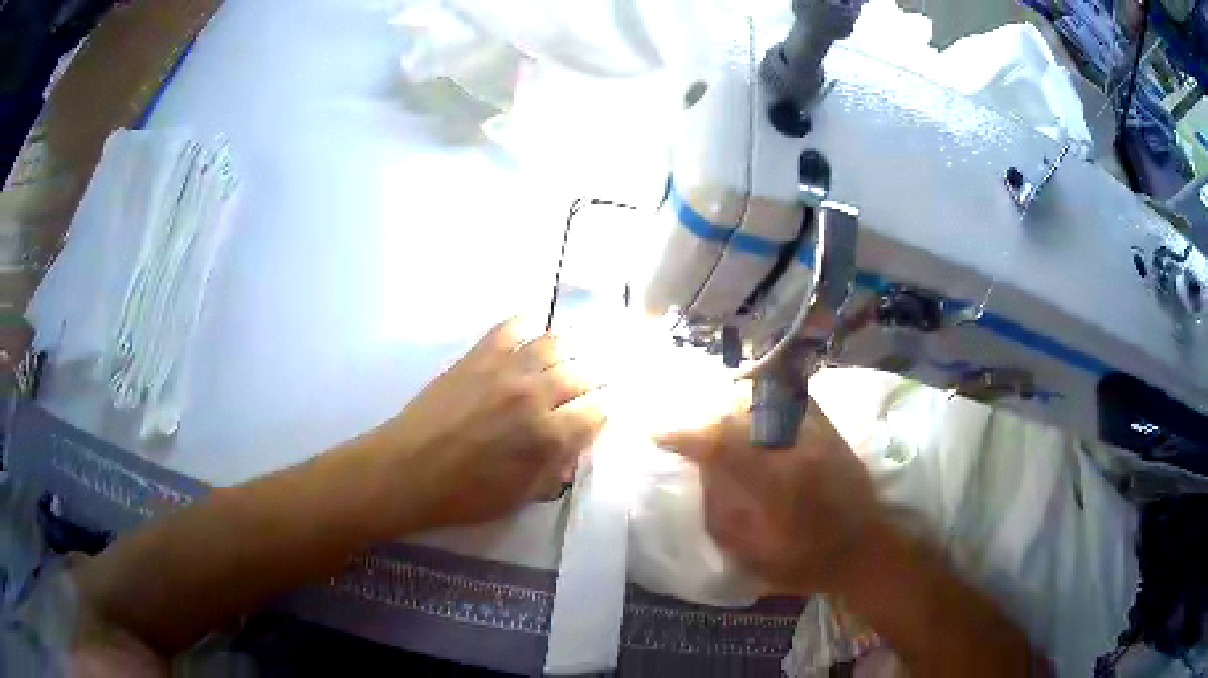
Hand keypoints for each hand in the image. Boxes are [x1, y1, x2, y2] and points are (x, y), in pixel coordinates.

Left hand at [373, 316, 605, 530]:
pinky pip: (512, 327)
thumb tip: (574, 445)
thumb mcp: (520, 497)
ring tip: (565, 360)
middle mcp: (535, 394)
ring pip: (555, 343)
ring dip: (568, 352)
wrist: (407, 470)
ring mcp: (506, 369)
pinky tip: (532, 331)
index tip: (594, 419)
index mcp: (548, 436)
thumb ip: (555, 469)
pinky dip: (528, 325)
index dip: (600, 415)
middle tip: (585, 389)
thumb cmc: (464, 495)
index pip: (597, 411)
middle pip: (583, 373)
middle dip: (592, 382)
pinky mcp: (478, 355)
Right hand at [656, 394, 877, 593]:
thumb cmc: (808, 562)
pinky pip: (790, 400)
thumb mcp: (755, 555)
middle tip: (685, 428)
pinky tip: (750, 412)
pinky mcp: (830, 429)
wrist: (864, 550)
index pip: (722, 443)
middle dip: (705, 417)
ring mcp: (818, 432)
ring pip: (765, 399)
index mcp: (778, 482)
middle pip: (741, 413)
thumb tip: (702, 475)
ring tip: (712, 417)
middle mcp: (798, 446)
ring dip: (732, 405)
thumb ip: (722, 515)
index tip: (658, 434)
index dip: (685, 435)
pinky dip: (764, 400)